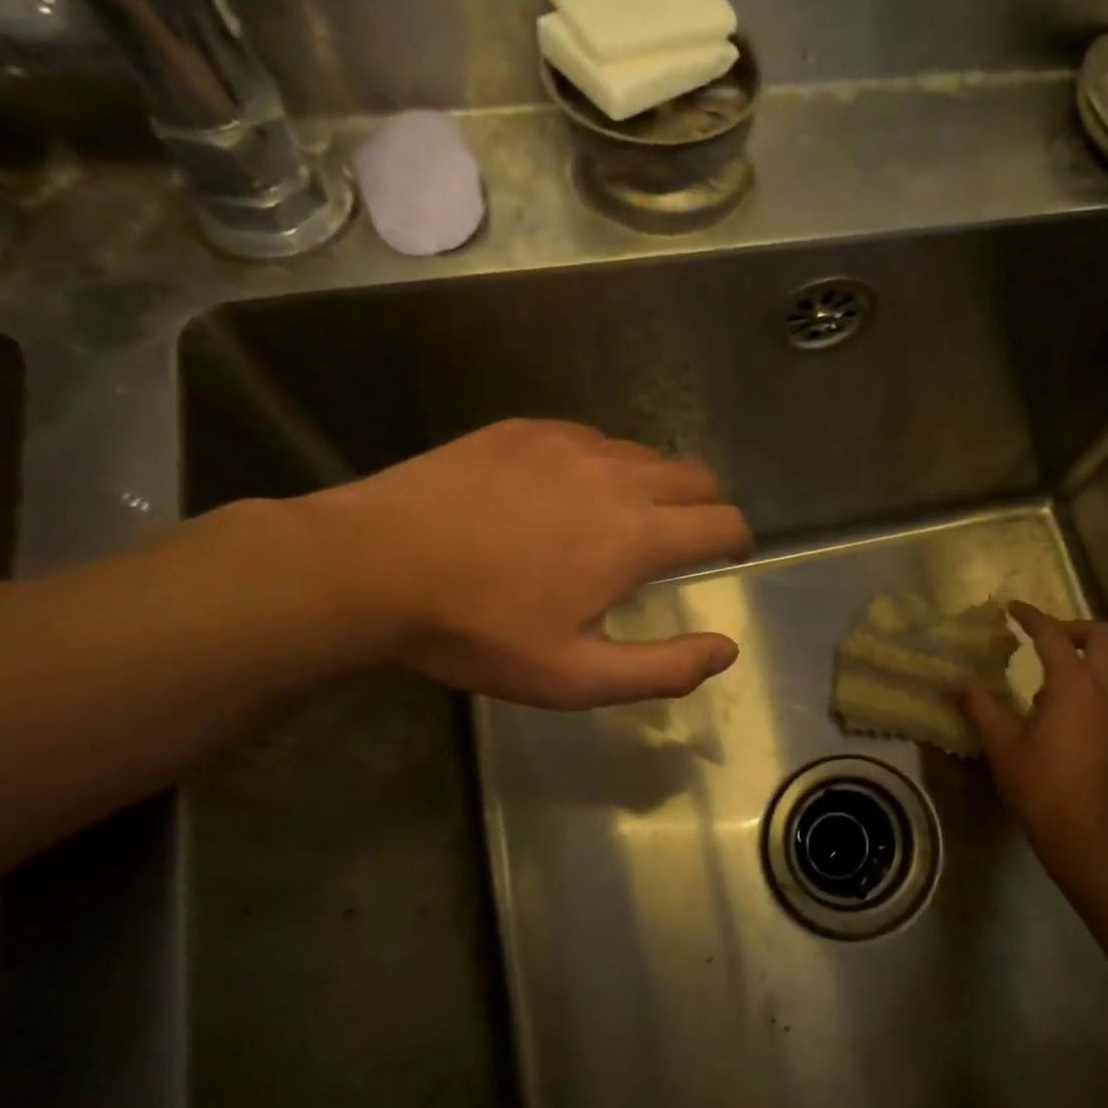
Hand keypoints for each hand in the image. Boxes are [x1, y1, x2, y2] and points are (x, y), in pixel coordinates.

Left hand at [293, 419, 752, 707]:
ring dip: (654, 486)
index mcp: (638, 535)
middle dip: (705, 508)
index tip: (729, 555)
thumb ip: (665, 669)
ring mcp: (569, 444)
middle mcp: (618, 477)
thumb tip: (725, 651)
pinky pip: (590, 439)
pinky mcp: (524, 429)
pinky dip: (602, 465)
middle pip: (696, 476)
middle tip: (683, 539)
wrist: (369, 567)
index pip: (723, 522)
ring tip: (622, 519)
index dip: (738, 540)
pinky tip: (565, 494)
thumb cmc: (479, 631)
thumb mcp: (577, 677)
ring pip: (644, 454)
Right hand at [958, 602, 1107, 896]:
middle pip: (1104, 637)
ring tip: (1044, 687)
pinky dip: (1088, 690)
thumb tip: (955, 680)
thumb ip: (979, 706)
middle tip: (1043, 639)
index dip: (1032, 617)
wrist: (1091, 839)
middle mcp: (1106, 692)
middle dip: (1073, 628)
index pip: (1054, 636)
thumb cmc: (1041, 787)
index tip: (1012, 608)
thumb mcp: (1002, 745)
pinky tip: (1063, 721)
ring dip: (1080, 662)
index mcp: (1074, 687)